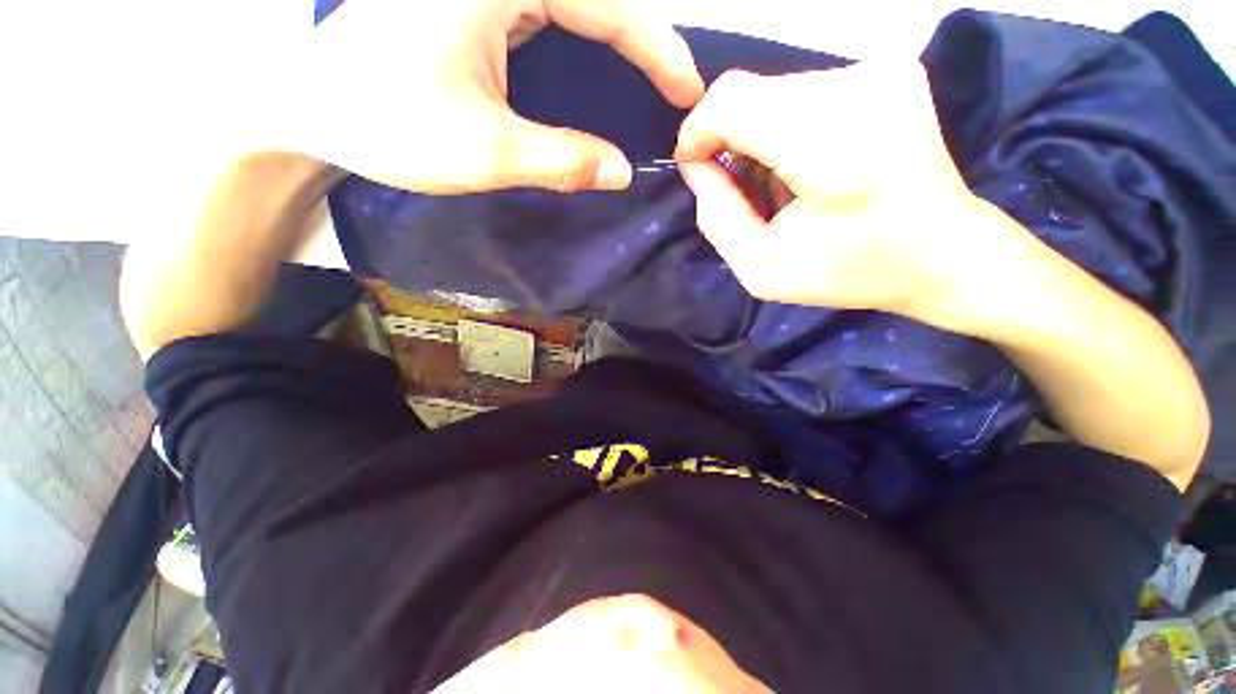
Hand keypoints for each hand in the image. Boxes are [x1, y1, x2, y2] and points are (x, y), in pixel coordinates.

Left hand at [291, 0, 703, 193]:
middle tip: (674, 89)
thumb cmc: (388, 124)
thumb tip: (621, 171)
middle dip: (641, 42)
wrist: (308, 104)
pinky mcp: (470, 0)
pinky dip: (579, 39)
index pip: (605, 5)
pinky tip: (595, 67)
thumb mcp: (487, 153)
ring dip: (614, 39)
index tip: (689, 91)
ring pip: (569, 2)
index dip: (657, 50)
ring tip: (647, 81)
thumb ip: (563, 162)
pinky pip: (543, 11)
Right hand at [674, 63, 994, 323]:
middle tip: (741, 189)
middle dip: (727, 140)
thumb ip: (717, 218)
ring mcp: (881, 73)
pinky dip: (787, 127)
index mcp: (830, 150)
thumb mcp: (762, 270)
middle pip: (748, 92)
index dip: (697, 131)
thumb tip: (697, 166)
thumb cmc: (851, 271)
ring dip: (758, 137)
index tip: (695, 168)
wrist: (944, 253)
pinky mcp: (889, 71)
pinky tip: (807, 165)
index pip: (731, 101)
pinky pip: (805, 91)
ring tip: (780, 184)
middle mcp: (859, 91)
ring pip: (773, 90)